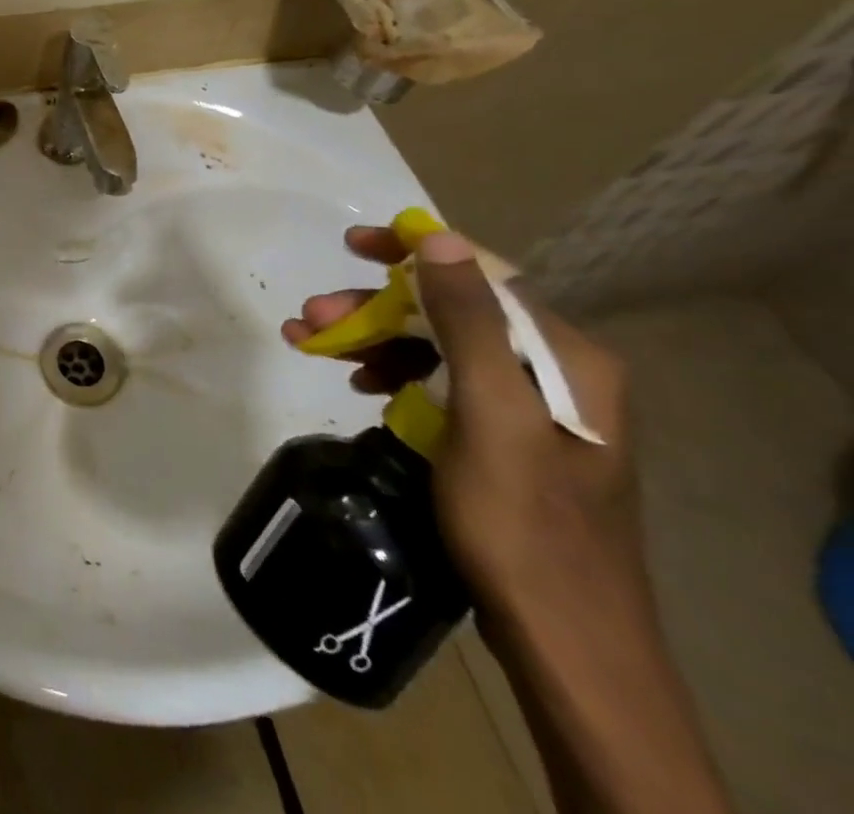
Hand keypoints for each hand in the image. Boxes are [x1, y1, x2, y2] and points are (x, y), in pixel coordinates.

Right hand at [282, 227, 652, 643]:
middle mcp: (555, 372)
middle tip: (312, 317)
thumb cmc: (523, 523)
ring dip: (373, 340)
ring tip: (312, 346)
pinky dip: (393, 375)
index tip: (352, 244)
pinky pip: (440, 383)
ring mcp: (529, 408)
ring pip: (438, 347)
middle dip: (376, 309)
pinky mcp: (504, 438)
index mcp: (567, 358)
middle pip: (450, 313)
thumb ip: (470, 322)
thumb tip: (439, 238)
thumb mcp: (492, 414)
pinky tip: (360, 386)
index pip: (482, 276)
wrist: (563, 641)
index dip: (413, 252)